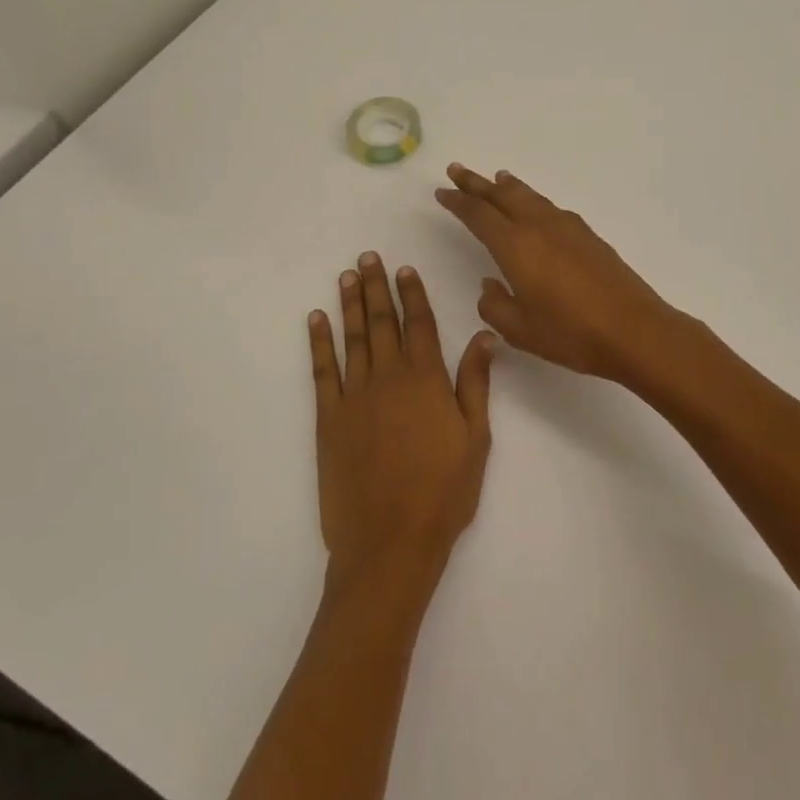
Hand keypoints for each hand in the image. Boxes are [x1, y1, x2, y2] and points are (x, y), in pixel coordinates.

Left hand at [310, 252, 495, 601]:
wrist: (390, 541)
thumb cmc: (443, 492)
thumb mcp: (476, 438)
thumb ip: (475, 383)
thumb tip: (484, 335)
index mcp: (426, 380)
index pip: (419, 324)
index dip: (412, 294)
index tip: (404, 269)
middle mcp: (388, 378)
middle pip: (382, 322)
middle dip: (376, 287)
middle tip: (368, 258)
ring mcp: (354, 396)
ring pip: (352, 338)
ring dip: (350, 305)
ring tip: (346, 276)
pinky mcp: (328, 419)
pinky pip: (321, 370)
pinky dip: (318, 342)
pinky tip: (316, 320)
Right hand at [435, 164, 683, 385]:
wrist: (633, 330)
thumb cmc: (571, 334)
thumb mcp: (519, 329)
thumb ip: (495, 304)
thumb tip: (490, 284)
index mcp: (515, 246)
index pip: (478, 215)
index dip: (458, 202)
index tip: (443, 191)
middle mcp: (539, 227)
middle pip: (502, 195)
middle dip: (477, 183)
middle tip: (458, 169)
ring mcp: (567, 228)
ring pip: (530, 197)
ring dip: (508, 187)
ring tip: (496, 178)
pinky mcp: (588, 236)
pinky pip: (550, 207)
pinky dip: (534, 200)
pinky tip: (536, 208)